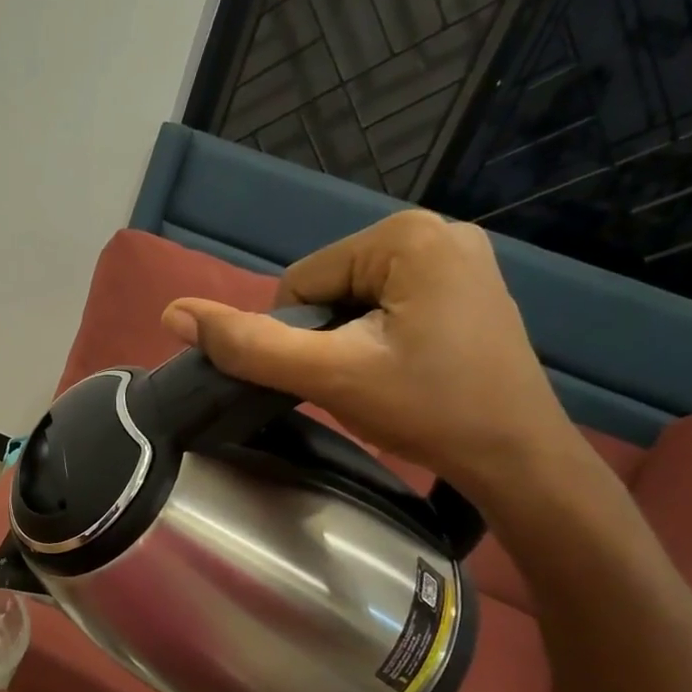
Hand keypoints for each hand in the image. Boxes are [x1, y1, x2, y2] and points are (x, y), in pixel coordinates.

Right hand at [161, 210, 577, 498]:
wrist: (519, 460)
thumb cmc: (429, 409)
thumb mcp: (329, 376)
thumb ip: (249, 345)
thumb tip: (172, 313)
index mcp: (406, 235)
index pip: (301, 281)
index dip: (298, 336)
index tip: (334, 376)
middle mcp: (438, 231)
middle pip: (330, 287)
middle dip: (327, 339)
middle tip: (362, 384)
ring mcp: (459, 259)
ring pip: (356, 300)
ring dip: (350, 343)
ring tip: (385, 382)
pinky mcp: (467, 289)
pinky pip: (389, 306)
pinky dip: (379, 340)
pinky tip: (406, 372)